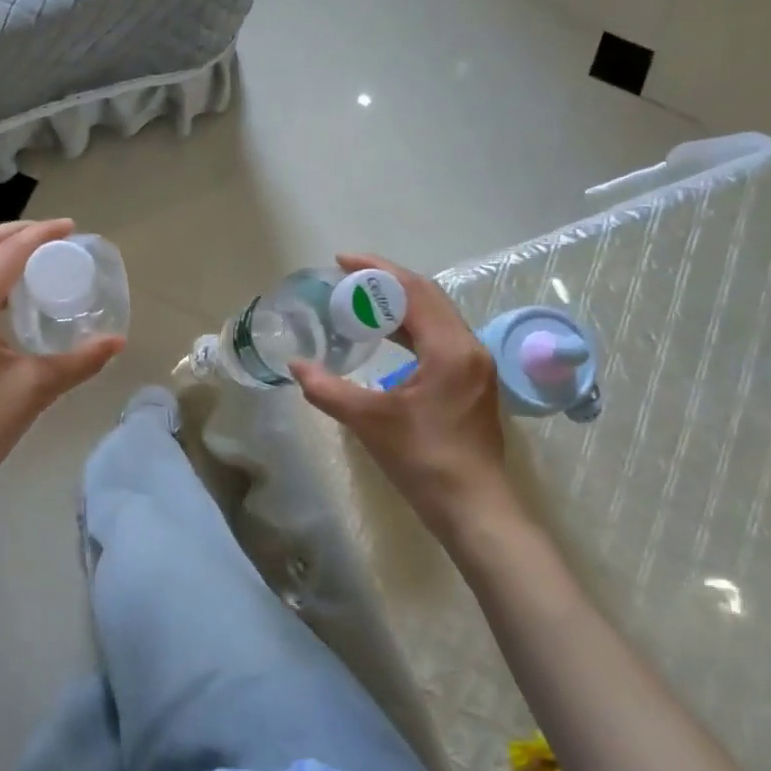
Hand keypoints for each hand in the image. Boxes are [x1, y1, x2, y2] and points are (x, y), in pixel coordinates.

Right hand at [290, 254, 524, 543]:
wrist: (473, 507)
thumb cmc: (423, 460)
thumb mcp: (368, 421)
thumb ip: (327, 389)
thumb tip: (296, 366)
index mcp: (449, 348)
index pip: (413, 290)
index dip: (376, 271)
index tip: (341, 262)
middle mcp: (469, 347)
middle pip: (428, 296)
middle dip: (387, 282)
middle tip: (347, 279)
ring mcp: (475, 365)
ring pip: (436, 316)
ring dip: (400, 304)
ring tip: (360, 302)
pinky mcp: (473, 382)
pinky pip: (440, 337)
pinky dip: (412, 327)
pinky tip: (387, 337)